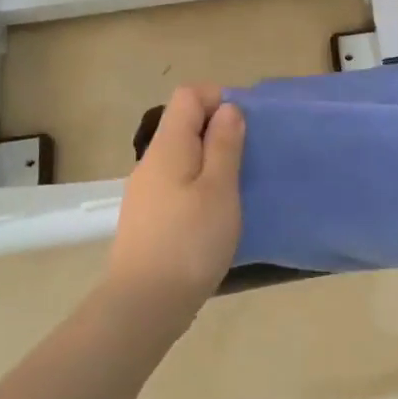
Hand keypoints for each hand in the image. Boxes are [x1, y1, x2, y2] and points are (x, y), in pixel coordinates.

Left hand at [104, 86, 244, 309]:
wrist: (146, 303)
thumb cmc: (191, 241)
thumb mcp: (220, 188)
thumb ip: (225, 144)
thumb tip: (228, 109)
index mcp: (168, 147)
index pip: (188, 96)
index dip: (219, 99)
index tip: (248, 126)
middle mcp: (151, 162)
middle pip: (184, 125)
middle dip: (220, 131)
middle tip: (251, 159)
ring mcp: (147, 192)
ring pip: (183, 157)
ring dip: (213, 161)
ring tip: (240, 188)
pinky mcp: (150, 218)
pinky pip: (179, 184)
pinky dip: (201, 186)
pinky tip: (218, 214)